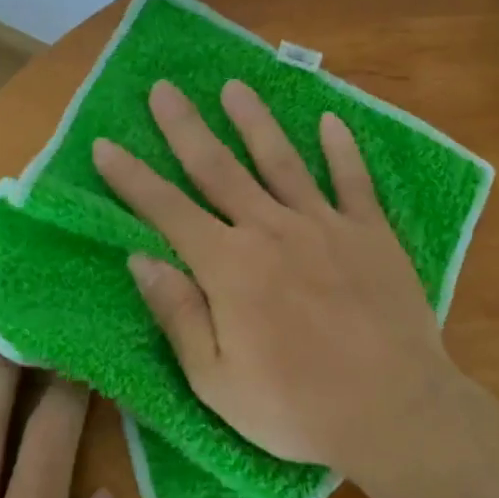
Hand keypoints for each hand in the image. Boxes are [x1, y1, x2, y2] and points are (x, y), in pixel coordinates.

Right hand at [92, 78, 457, 470]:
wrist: (394, 411)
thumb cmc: (296, 407)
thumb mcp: (217, 380)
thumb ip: (178, 314)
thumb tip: (140, 258)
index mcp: (229, 267)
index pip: (167, 210)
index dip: (131, 178)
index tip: (104, 144)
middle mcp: (272, 230)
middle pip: (219, 168)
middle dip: (185, 127)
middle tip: (164, 89)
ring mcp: (325, 225)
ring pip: (281, 160)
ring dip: (254, 120)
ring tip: (234, 86)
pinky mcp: (372, 233)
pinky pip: (354, 180)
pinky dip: (342, 149)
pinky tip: (331, 120)